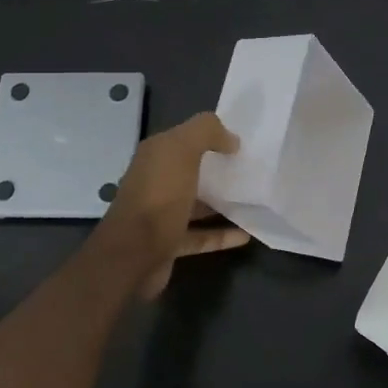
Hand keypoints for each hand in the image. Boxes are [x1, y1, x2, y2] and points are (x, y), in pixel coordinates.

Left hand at [97, 112, 250, 297]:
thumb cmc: (159, 196)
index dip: (210, 135)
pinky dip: (221, 235)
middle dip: (217, 168)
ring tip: (253, 200)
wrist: (133, 255)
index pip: (183, 137)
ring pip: (196, 203)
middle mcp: (155, 182)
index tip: (241, 141)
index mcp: (155, 156)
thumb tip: (230, 139)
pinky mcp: (169, 243)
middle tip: (252, 169)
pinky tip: (246, 234)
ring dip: (221, 202)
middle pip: (190, 170)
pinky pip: (200, 235)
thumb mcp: (182, 149)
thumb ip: (206, 132)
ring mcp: (160, 214)